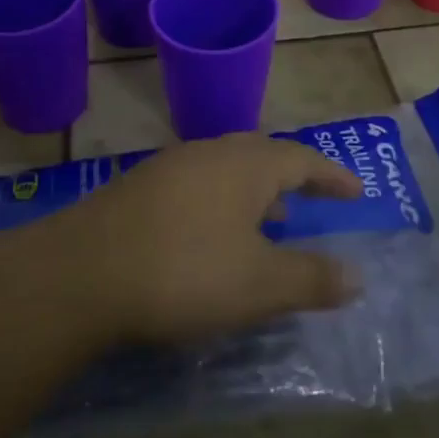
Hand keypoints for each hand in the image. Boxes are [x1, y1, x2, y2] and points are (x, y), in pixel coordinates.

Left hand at [64, 135, 363, 344]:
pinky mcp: (137, 189)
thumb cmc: (185, 271)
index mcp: (246, 164)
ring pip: (224, 170)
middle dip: (289, 179)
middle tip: (307, 202)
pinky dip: (217, 205)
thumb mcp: (260, 284)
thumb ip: (312, 278)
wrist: (81, 273)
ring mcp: (169, 167)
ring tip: (264, 223)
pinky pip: (195, 187)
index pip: (302, 158)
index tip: (356, 192)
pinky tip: (208, 238)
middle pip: (261, 155)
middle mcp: (209, 153)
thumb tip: (357, 276)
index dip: (332, 176)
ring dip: (251, 193)